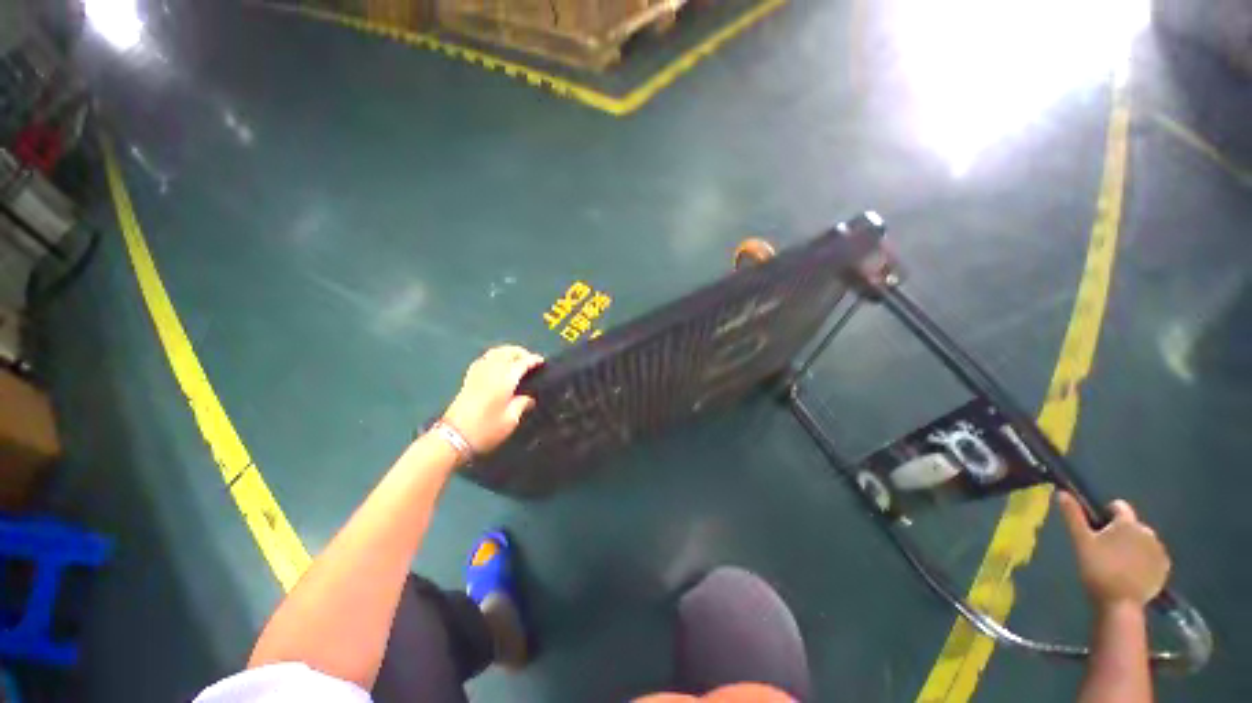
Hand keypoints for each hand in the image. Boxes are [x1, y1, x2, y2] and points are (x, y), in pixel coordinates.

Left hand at [441, 345, 543, 455]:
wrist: (453, 437)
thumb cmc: (486, 429)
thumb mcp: (510, 420)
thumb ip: (522, 404)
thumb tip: (530, 398)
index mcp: (505, 379)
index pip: (522, 362)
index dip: (533, 360)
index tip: (543, 361)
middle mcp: (492, 370)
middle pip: (507, 352)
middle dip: (520, 352)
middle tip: (530, 360)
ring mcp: (478, 372)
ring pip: (494, 352)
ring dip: (507, 352)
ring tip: (516, 360)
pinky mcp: (469, 378)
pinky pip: (484, 359)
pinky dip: (494, 357)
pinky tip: (497, 365)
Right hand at [1057, 492, 1170, 609]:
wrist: (1120, 603)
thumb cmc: (1098, 569)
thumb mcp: (1081, 541)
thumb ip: (1073, 516)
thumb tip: (1062, 493)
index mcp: (1128, 523)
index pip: (1119, 507)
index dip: (1107, 514)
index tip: (1097, 528)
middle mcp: (1147, 531)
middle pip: (1132, 525)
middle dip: (1121, 533)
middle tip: (1106, 550)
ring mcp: (1159, 550)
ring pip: (1143, 541)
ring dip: (1133, 546)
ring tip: (1119, 563)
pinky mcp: (1164, 567)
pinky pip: (1153, 556)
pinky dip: (1144, 560)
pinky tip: (1133, 573)